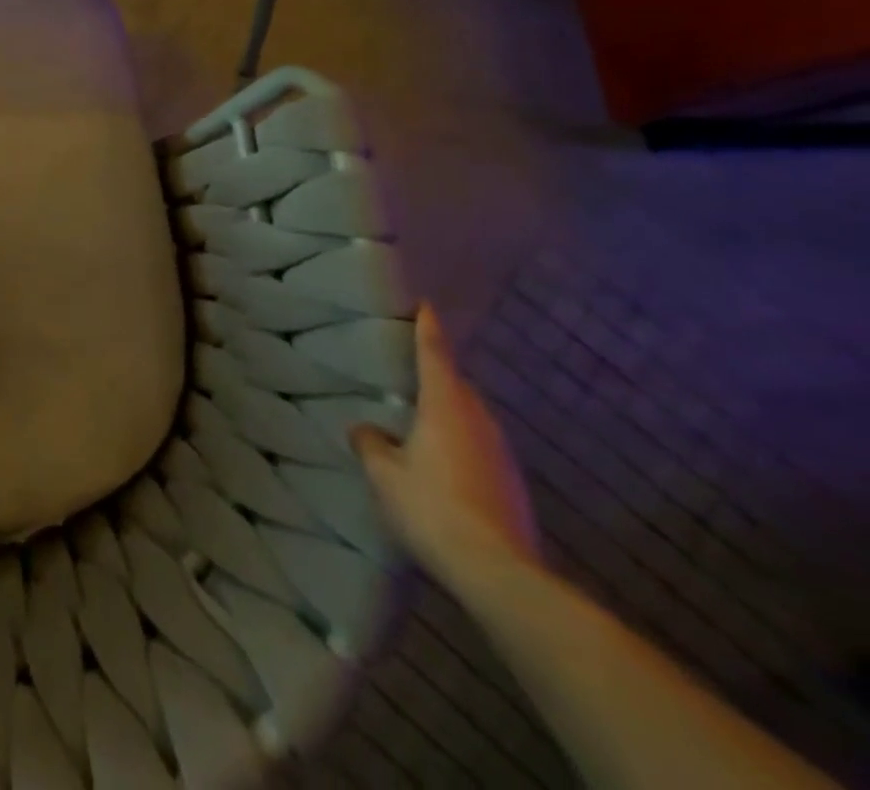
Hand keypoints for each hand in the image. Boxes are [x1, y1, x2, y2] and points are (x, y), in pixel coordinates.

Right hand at [352, 303, 539, 587]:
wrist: (497, 572)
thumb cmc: (431, 506)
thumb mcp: (383, 473)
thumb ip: (370, 443)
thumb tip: (366, 429)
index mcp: (446, 407)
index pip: (435, 356)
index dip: (428, 329)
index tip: (427, 306)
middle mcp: (479, 422)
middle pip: (458, 387)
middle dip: (438, 374)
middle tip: (411, 370)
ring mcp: (502, 456)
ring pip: (471, 418)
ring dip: (449, 412)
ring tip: (421, 418)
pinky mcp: (511, 487)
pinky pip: (479, 448)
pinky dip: (460, 444)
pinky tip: (441, 464)